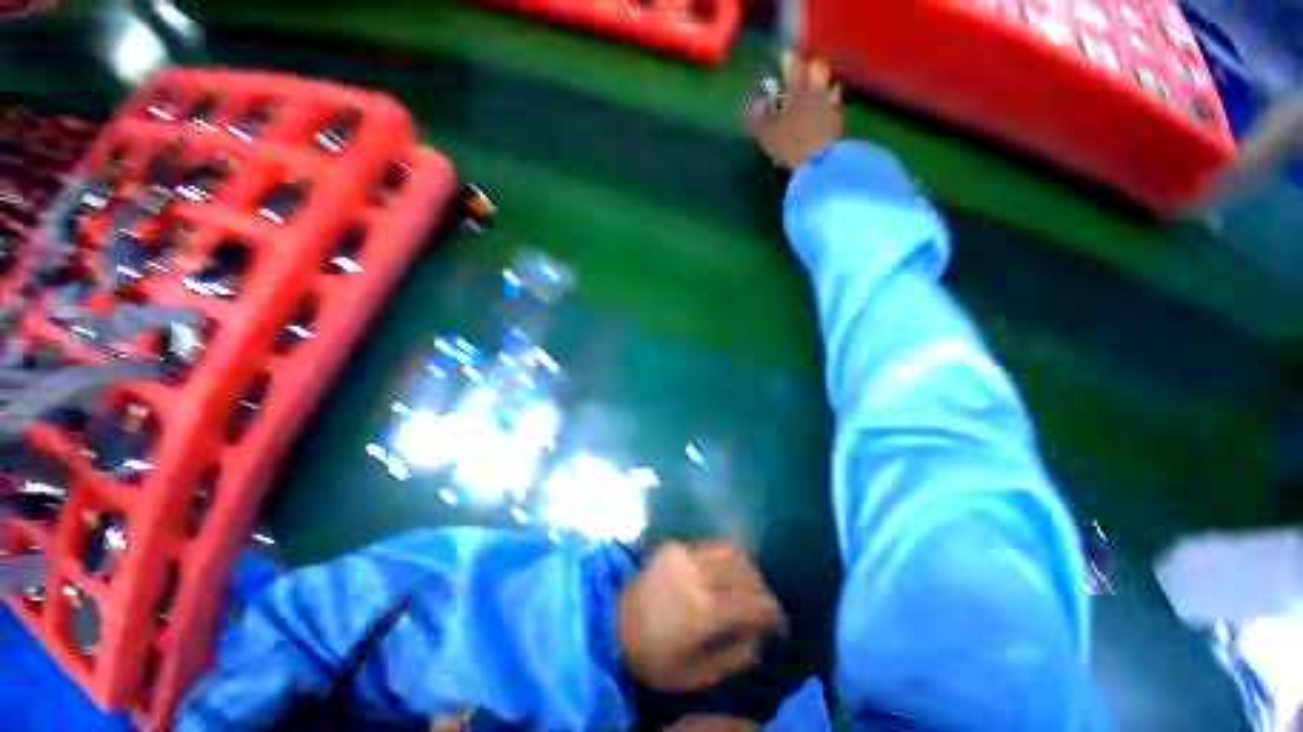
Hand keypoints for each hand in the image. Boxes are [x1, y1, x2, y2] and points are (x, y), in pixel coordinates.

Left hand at [617, 542, 786, 692]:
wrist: (612, 622)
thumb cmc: (653, 656)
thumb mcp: (695, 675)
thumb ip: (734, 657)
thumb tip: (758, 639)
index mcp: (705, 609)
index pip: (754, 602)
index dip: (775, 613)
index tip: (781, 626)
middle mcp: (698, 574)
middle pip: (746, 572)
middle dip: (763, 589)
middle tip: (765, 608)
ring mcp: (684, 554)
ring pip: (731, 551)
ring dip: (747, 569)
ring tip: (748, 587)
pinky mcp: (674, 545)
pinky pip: (710, 546)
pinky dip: (725, 559)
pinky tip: (723, 575)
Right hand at [745, 51, 843, 170]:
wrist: (819, 160)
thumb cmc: (789, 146)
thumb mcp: (766, 135)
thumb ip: (756, 118)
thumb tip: (751, 103)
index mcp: (794, 91)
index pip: (793, 64)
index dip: (789, 57)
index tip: (786, 55)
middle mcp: (814, 89)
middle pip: (816, 66)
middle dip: (809, 65)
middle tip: (803, 69)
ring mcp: (829, 100)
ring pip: (828, 79)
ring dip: (823, 79)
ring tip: (817, 83)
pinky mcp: (839, 114)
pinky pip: (836, 97)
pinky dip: (832, 95)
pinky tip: (828, 101)